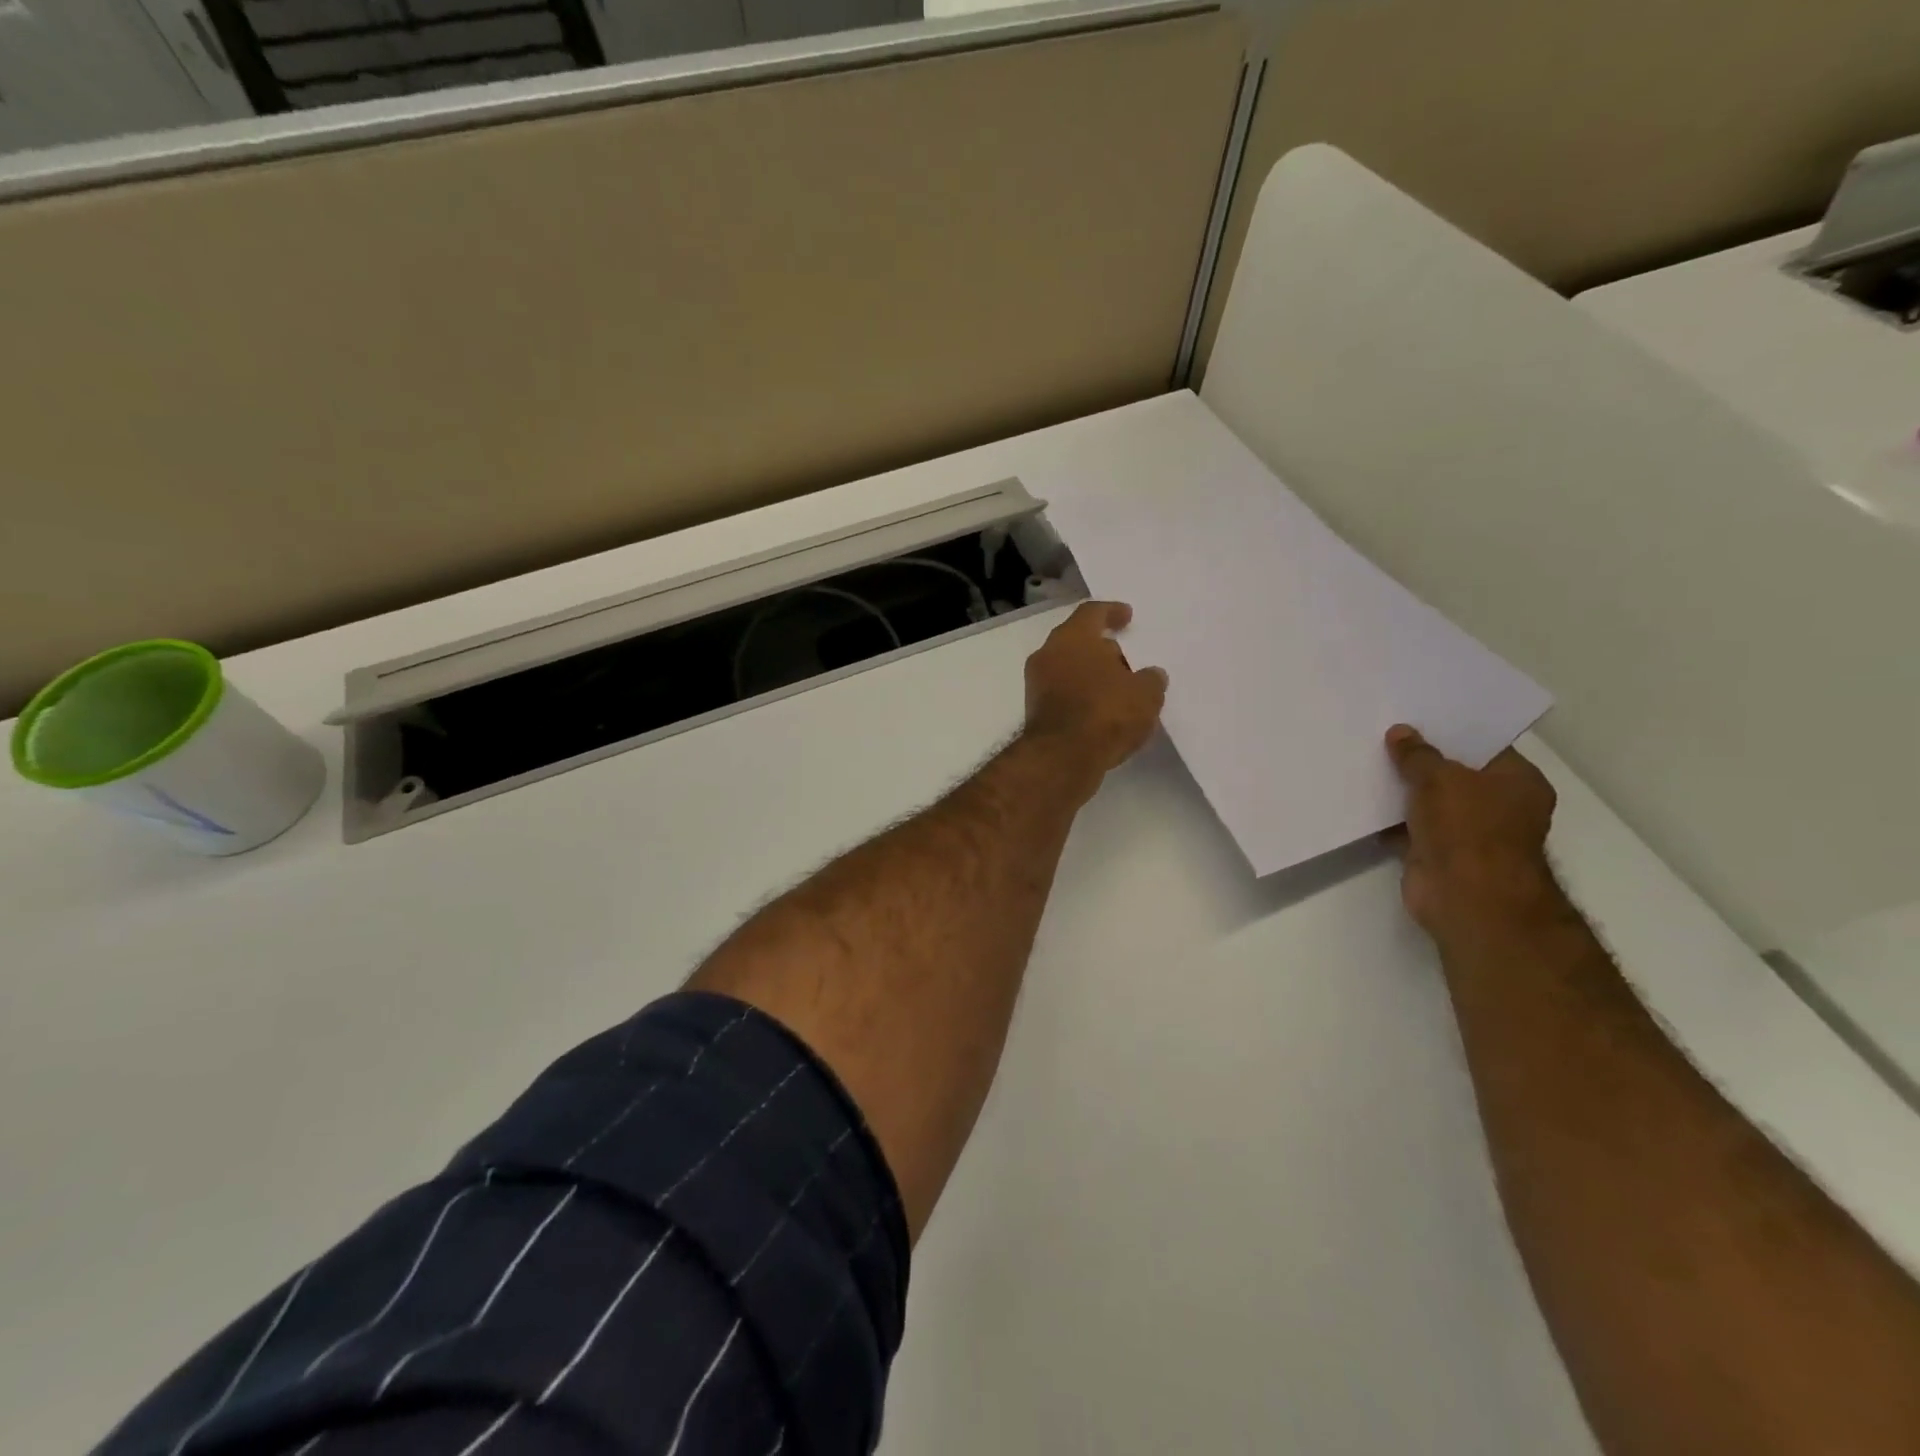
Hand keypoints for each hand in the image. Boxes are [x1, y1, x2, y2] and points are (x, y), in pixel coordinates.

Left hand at [1024, 601, 1167, 778]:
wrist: (1062, 758)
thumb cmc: (1105, 712)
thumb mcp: (1145, 694)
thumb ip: (1151, 679)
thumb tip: (1151, 675)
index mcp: (1072, 637)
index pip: (1092, 612)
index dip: (1112, 612)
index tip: (1127, 616)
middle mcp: (1048, 654)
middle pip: (1078, 641)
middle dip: (1102, 648)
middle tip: (1127, 659)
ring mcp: (1037, 683)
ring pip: (1068, 669)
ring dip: (1091, 675)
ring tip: (1120, 689)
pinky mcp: (1035, 712)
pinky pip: (1063, 693)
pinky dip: (1082, 696)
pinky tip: (1103, 711)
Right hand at [1385, 725, 1559, 939]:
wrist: (1465, 896)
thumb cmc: (1468, 828)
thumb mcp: (1440, 778)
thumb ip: (1417, 755)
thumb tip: (1400, 732)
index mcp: (1518, 782)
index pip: (1484, 747)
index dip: (1450, 732)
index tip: (1416, 717)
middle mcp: (1499, 806)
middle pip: (1454, 774)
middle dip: (1420, 760)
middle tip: (1384, 735)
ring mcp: (1468, 833)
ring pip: (1429, 801)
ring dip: (1402, 790)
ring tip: (1367, 762)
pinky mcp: (1438, 854)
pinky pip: (1410, 827)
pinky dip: (1390, 819)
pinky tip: (1362, 799)